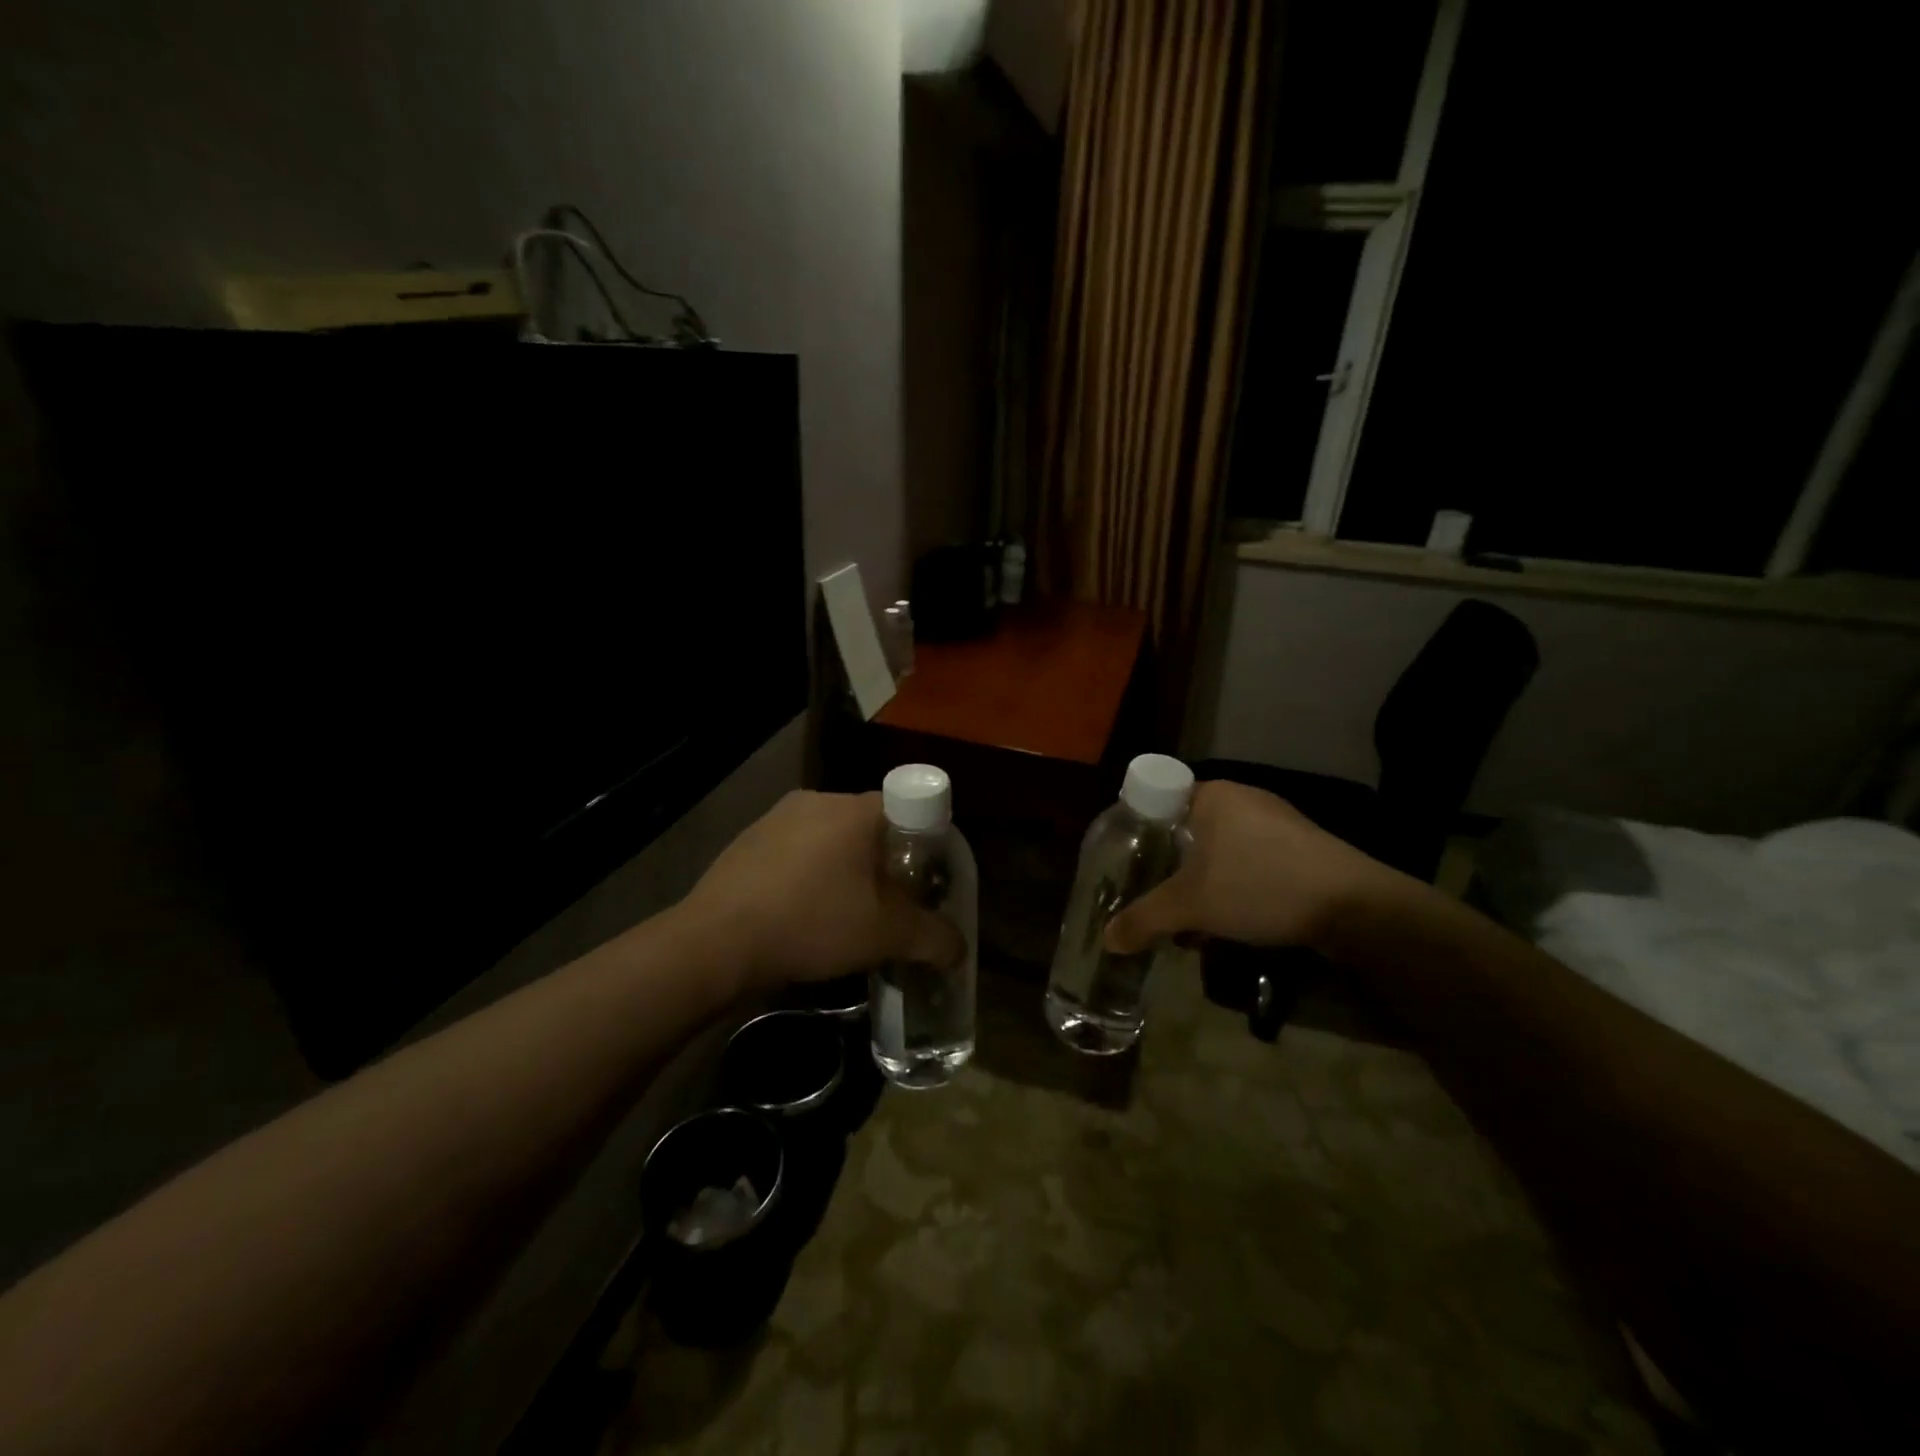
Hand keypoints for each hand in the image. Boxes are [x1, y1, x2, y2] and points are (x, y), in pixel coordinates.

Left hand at [681, 790, 962, 989]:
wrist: (716, 942)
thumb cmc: (812, 924)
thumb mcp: (887, 936)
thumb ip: (934, 938)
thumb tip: (959, 950)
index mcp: (855, 809)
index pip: (909, 808)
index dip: (924, 845)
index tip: (921, 882)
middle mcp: (817, 800)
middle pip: (869, 826)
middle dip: (884, 862)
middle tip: (887, 904)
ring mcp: (776, 817)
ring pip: (829, 838)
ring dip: (843, 868)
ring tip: (841, 914)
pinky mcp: (747, 840)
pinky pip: (795, 851)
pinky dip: (807, 874)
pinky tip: (800, 914)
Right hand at [1103, 780, 1407, 954]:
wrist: (1355, 906)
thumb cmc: (1259, 887)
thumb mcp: (1190, 906)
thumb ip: (1144, 920)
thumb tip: (1107, 940)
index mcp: (1213, 795)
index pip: (1158, 799)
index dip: (1137, 829)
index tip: (1126, 861)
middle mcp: (1244, 798)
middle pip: (1187, 828)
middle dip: (1169, 864)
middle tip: (1152, 893)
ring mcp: (1277, 822)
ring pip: (1220, 848)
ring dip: (1201, 881)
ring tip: (1190, 917)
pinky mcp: (1302, 847)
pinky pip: (1251, 860)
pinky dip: (1233, 884)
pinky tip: (1232, 920)